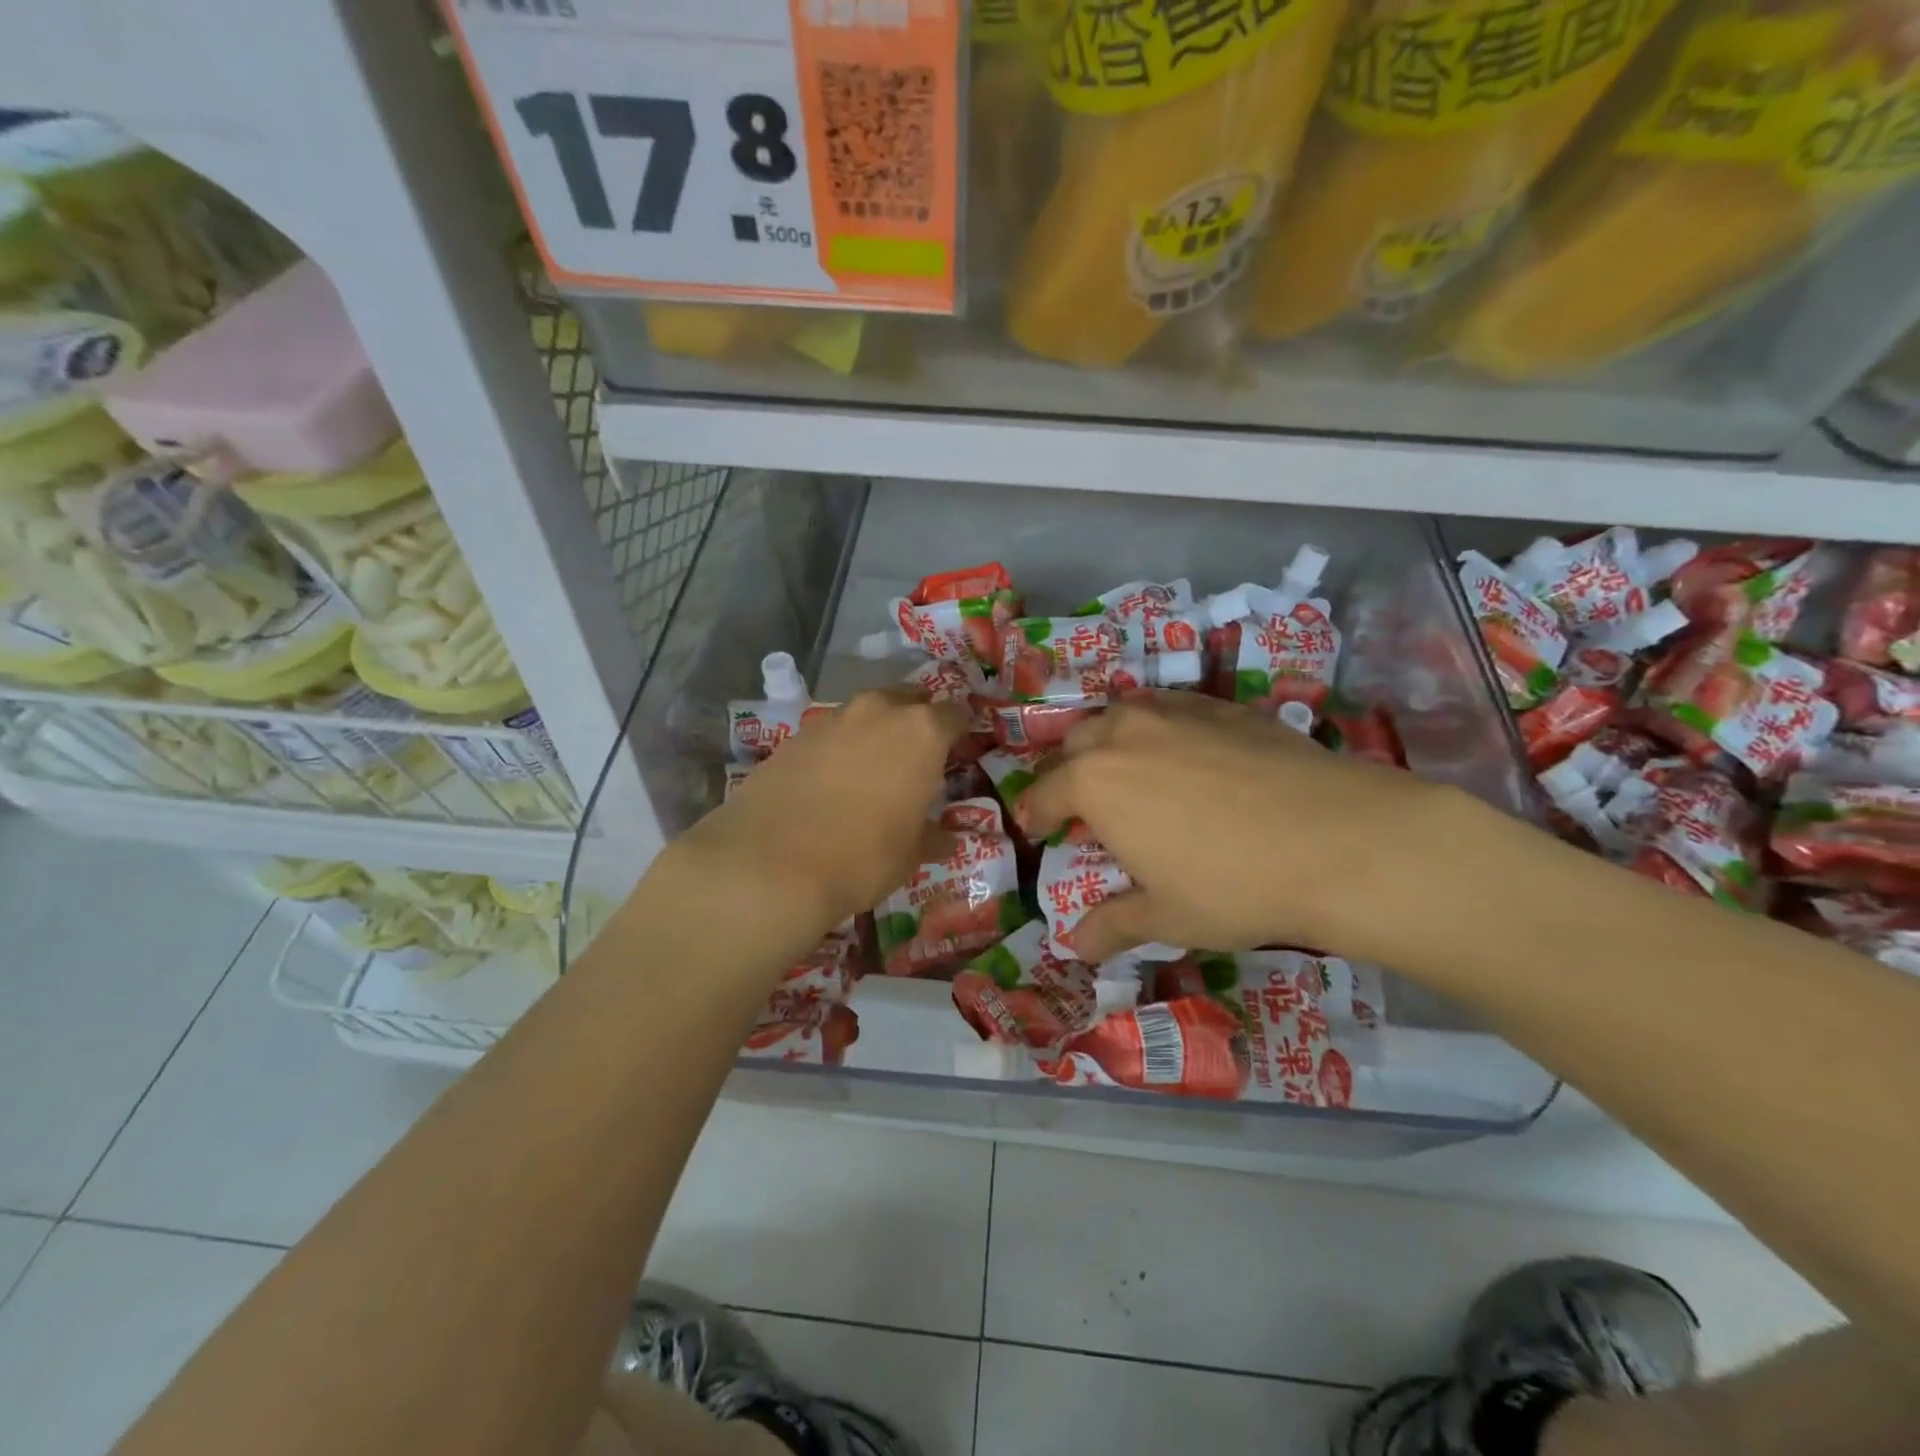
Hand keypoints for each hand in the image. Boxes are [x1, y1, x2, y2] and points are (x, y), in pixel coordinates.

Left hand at [675, 687, 969, 938]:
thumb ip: (932, 836)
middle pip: (907, 700)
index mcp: (921, 732)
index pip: (953, 715)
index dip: (959, 733)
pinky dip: (837, 749)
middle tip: (916, 755)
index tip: (958, 753)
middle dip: (915, 720)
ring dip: (873, 732)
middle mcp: (878, 711)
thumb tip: (946, 838)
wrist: (771, 863)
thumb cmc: (863, 856)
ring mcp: (831, 719)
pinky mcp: (793, 736)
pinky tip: (829, 781)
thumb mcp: (911, 855)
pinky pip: (829, 734)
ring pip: (865, 714)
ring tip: (871, 768)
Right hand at [1018, 691, 1457, 964]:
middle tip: (1080, 802)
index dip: (1035, 812)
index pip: (1045, 792)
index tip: (1036, 827)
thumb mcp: (1165, 916)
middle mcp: (1124, 734)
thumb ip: (1112, 925)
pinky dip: (1157, 726)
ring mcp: (1175, 712)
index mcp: (1094, 783)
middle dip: (1067, 771)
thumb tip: (1074, 947)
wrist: (1337, 840)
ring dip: (1108, 740)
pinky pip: (1169, 707)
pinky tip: (1181, 749)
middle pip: (1075, 743)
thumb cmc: (1232, 885)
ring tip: (1124, 768)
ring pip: (1120, 715)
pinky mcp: (1222, 706)